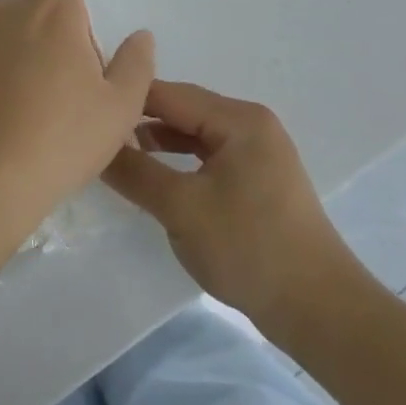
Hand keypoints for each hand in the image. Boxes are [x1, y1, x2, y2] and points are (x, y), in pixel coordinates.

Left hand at [0, 0, 154, 244]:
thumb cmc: (60, 140)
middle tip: (56, 86)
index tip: (82, 64)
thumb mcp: (119, 109)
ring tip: (20, 103)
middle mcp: (7, 12)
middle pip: (30, 6)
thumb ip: (135, 64)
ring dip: (12, 50)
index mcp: (53, 12)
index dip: (78, 21)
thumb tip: (140, 36)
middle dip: (44, 32)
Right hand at [102, 82, 373, 331]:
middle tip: (95, 131)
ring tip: (117, 153)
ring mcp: (258, 152)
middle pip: (182, 110)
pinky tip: (155, 176)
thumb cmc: (250, 248)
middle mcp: (251, 124)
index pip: (169, 94)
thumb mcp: (181, 208)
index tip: (86, 110)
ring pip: (194, 134)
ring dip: (158, 142)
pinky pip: (209, 156)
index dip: (126, 100)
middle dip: (140, 120)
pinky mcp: (258, 180)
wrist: (319, 311)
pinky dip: (180, 161)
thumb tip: (93, 146)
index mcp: (239, 119)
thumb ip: (134, 172)